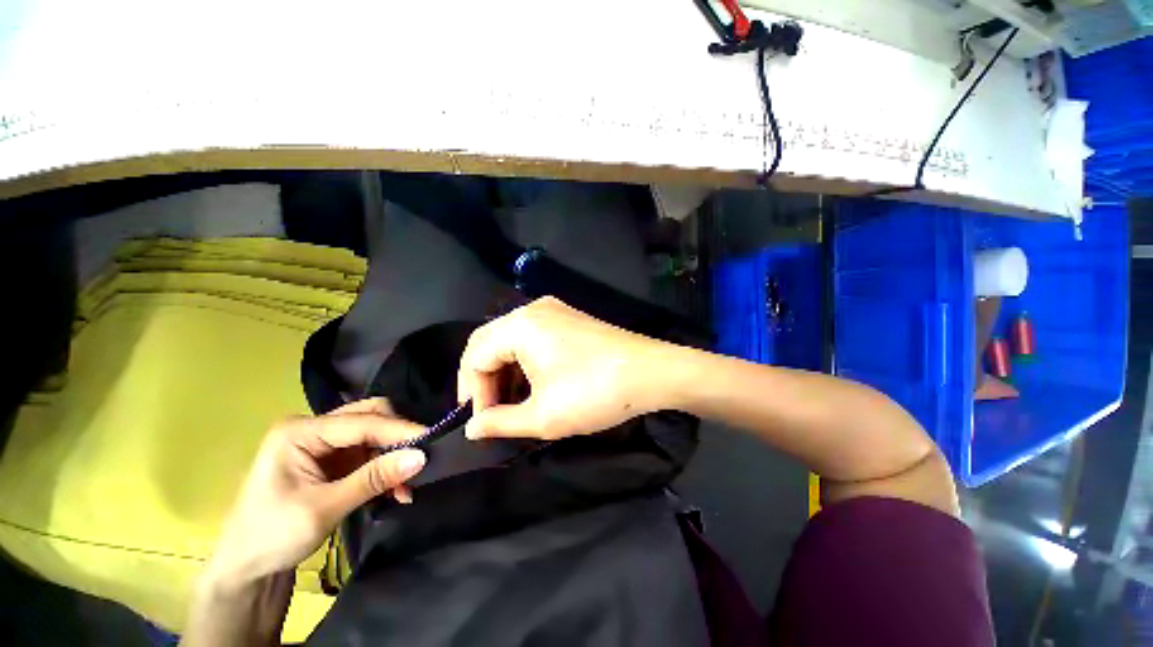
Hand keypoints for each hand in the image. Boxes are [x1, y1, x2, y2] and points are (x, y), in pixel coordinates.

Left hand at [206, 398, 426, 588]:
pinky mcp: (332, 460)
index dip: (399, 429)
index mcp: (300, 432)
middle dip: (396, 436)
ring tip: (407, 485)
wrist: (245, 570)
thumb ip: (374, 479)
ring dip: (393, 456)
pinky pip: (369, 454)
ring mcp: (323, 444)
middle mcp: (313, 429)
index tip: (432, 440)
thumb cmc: (272, 537)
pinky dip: (384, 469)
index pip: (362, 421)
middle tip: (419, 457)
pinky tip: (394, 490)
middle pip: (369, 416)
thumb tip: (421, 456)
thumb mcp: (325, 508)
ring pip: (373, 434)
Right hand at [457, 297, 669, 440]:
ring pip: (512, 340)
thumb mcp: (543, 416)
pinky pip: (533, 337)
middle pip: (490, 343)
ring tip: (511, 403)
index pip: (476, 356)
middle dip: (484, 380)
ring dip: (505, 371)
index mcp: (520, 325)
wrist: (652, 372)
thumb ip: (500, 422)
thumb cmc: (595, 393)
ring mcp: (554, 311)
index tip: (481, 423)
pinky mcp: (570, 319)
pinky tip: (533, 384)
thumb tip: (473, 429)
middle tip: (490, 413)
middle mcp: (533, 309)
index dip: (472, 393)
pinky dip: (525, 361)